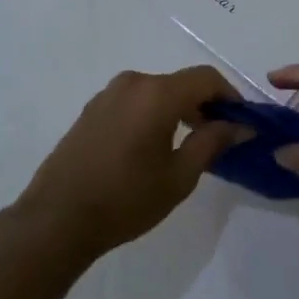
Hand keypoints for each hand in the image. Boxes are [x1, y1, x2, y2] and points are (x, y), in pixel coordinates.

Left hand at [15, 67, 239, 262]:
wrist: (56, 220)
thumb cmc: (125, 199)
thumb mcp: (179, 176)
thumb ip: (212, 142)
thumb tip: (240, 125)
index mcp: (157, 93)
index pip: (206, 78)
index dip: (230, 96)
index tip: (242, 122)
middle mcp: (133, 83)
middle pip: (181, 83)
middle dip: (205, 105)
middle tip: (219, 137)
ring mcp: (108, 94)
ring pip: (157, 92)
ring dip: (178, 109)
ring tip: (187, 144)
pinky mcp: (92, 110)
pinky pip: (134, 101)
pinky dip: (153, 114)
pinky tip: (152, 146)